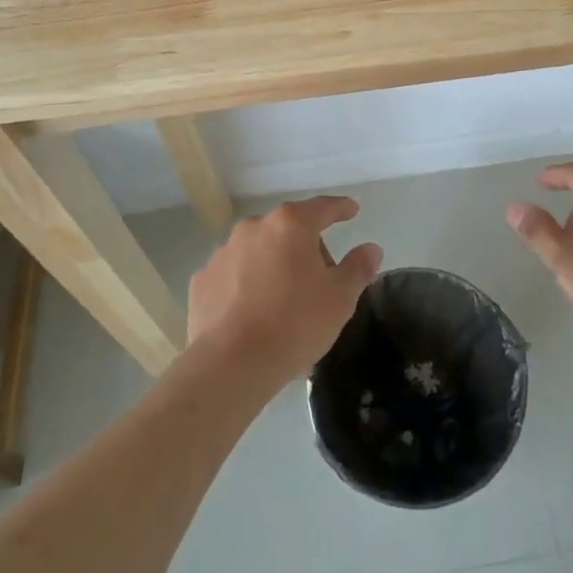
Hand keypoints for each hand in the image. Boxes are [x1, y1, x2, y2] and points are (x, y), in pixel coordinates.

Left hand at [187, 196, 382, 390]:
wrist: (230, 365)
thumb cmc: (294, 324)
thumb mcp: (340, 299)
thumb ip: (358, 268)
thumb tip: (371, 249)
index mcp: (291, 225)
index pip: (323, 207)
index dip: (341, 209)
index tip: (352, 211)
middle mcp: (254, 228)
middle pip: (289, 230)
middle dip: (307, 248)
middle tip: (320, 280)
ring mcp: (223, 252)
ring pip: (259, 251)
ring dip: (274, 266)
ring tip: (284, 303)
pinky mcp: (202, 281)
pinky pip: (233, 275)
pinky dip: (245, 285)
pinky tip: (253, 313)